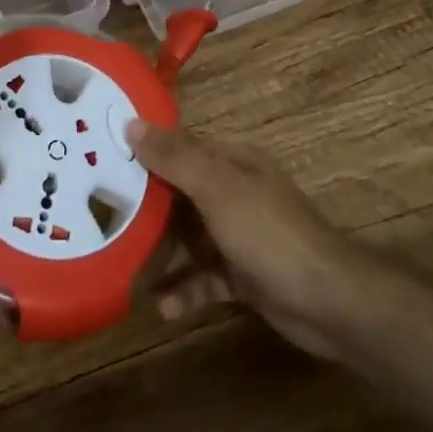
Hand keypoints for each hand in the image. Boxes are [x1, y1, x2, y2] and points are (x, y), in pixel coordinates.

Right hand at [128, 121, 373, 360]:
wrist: (330, 301)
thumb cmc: (269, 234)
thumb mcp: (218, 189)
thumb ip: (175, 157)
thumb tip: (131, 123)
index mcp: (232, 162)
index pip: (180, 148)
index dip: (144, 153)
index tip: (102, 162)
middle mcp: (235, 192)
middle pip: (180, 195)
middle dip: (146, 210)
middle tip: (105, 222)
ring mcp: (240, 235)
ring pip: (189, 239)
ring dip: (162, 256)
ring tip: (127, 273)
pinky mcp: (244, 275)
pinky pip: (205, 277)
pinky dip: (186, 289)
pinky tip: (164, 308)